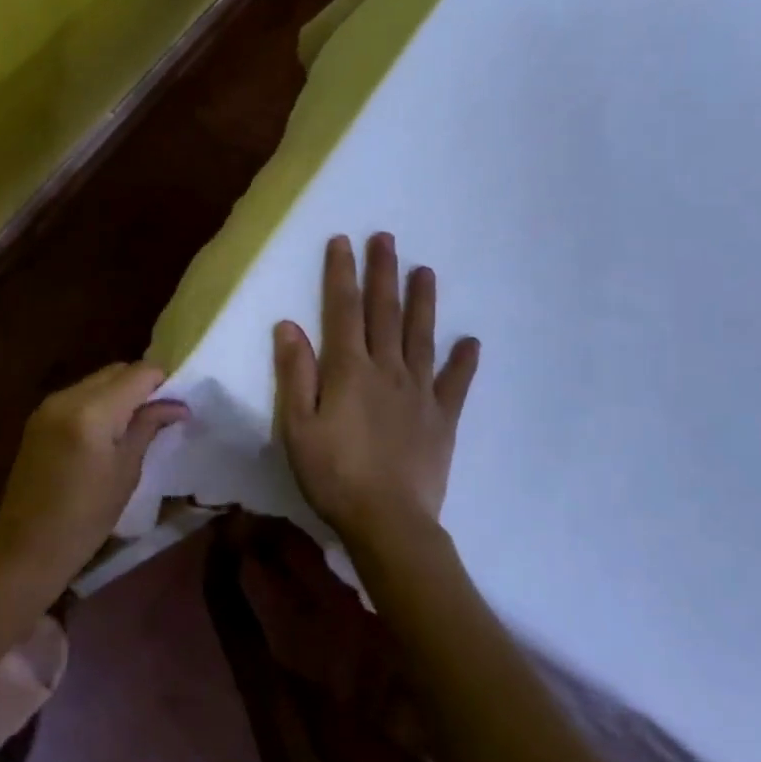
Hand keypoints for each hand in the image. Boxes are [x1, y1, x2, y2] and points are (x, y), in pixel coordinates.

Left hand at [0, 363, 188, 589]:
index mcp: (92, 412)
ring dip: (120, 391)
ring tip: (136, 422)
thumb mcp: (126, 472)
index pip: (137, 374)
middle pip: (115, 371)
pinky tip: (108, 429)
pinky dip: (99, 402)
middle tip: (161, 412)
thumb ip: (148, 427)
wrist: (27, 547)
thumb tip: (177, 405)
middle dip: (141, 384)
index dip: (162, 381)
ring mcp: (48, 405)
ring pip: (96, 380)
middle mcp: (67, 397)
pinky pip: (78, 395)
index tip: (177, 403)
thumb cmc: (86, 518)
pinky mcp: (39, 417)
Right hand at [274, 233, 478, 548]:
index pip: (342, 309)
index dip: (341, 273)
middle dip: (383, 273)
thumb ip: (296, 373)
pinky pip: (455, 383)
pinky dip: (464, 361)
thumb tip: (289, 324)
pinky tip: (471, 342)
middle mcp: (387, 369)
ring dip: (423, 302)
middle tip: (386, 239)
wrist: (389, 522)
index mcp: (349, 369)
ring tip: (426, 271)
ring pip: (421, 336)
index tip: (343, 241)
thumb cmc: (333, 474)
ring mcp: (419, 392)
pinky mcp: (443, 418)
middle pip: (384, 312)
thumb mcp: (297, 426)